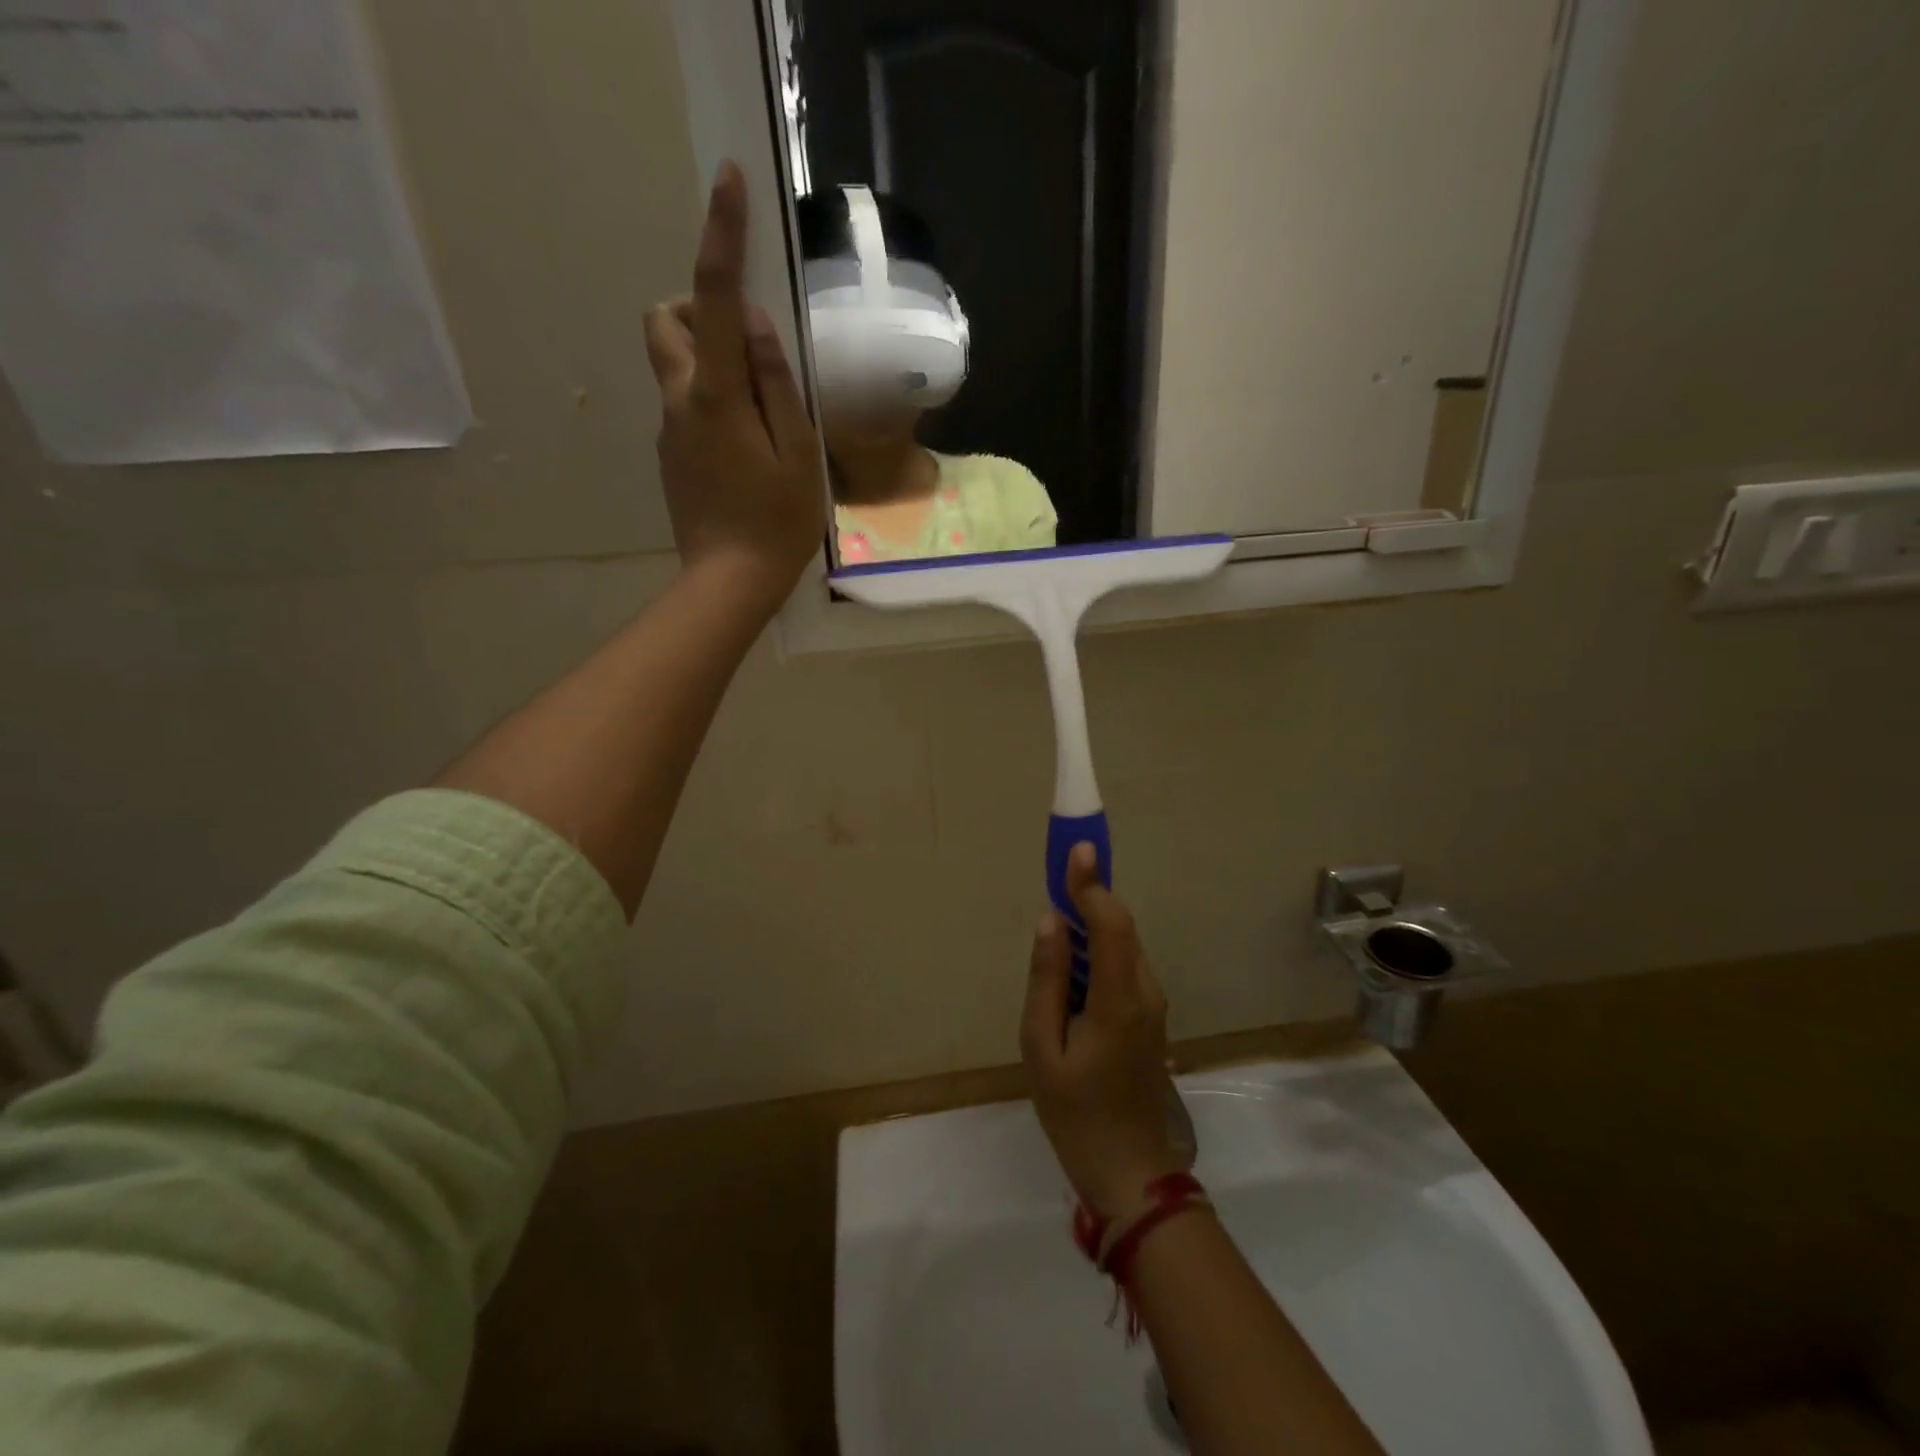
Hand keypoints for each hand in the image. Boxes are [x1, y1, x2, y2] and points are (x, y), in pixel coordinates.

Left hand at [645, 161, 825, 613]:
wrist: (729, 583)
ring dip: (708, 360)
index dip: (720, 236)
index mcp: (716, 395)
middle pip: (662, 319)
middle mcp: (679, 401)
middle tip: (745, 348)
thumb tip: (752, 325)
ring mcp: (668, 430)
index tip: (728, 183)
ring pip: (672, 364)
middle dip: (695, 309)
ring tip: (759, 412)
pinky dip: (712, 402)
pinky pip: (685, 405)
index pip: (712, 298)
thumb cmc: (776, 523)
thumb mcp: (798, 453)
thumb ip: (776, 384)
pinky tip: (747, 449)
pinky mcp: (671, 456)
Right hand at [1021, 843, 1185, 1217]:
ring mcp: (1152, 1003)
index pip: (1111, 922)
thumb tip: (1051, 920)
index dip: (1092, 883)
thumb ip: (1046, 979)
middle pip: (1119, 926)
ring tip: (1056, 920)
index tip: (1077, 848)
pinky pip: (1122, 965)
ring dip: (1092, 922)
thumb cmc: (1076, 1113)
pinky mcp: (1148, 1015)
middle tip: (1057, 873)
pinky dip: (1097, 948)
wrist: (1130, 1171)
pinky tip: (1070, 963)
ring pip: (1122, 944)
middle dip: (1090, 895)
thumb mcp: (1041, 1047)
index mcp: (1118, 998)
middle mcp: (1144, 990)